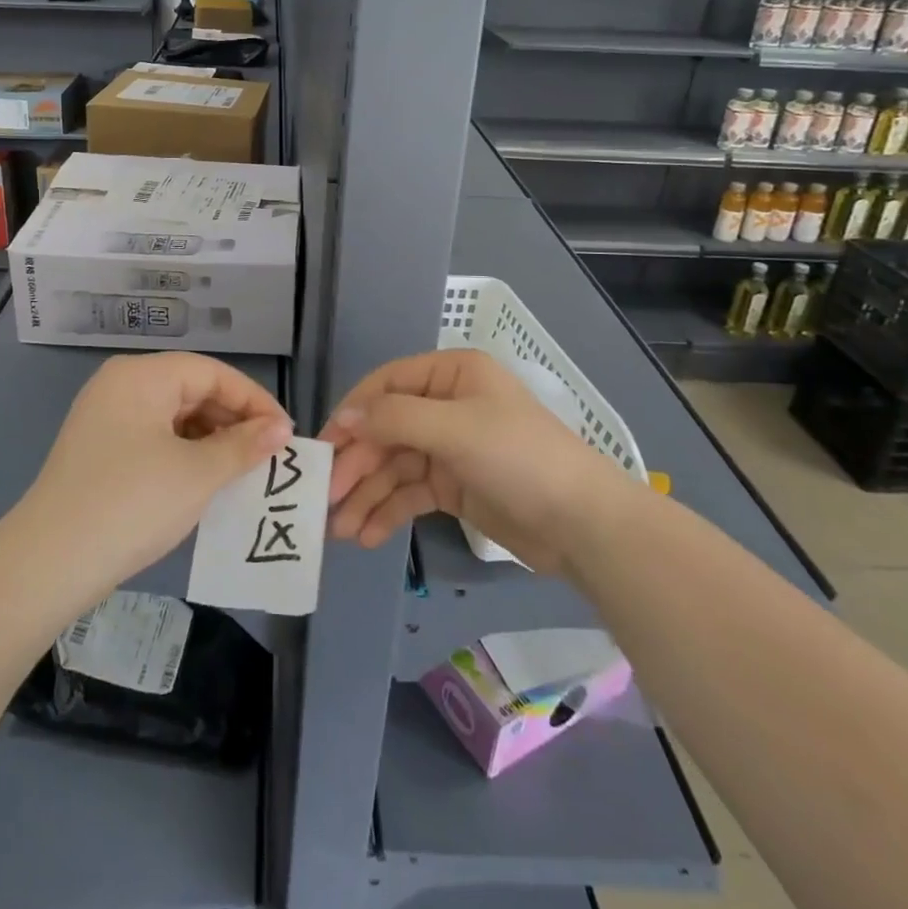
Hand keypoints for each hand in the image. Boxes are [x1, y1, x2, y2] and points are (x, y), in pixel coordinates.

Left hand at [14, 352, 291, 602]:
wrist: (48, 564)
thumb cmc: (131, 504)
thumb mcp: (197, 474)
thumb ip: (244, 446)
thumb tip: (280, 429)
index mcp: (142, 376)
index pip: (212, 373)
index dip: (253, 400)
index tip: (284, 434)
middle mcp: (121, 385)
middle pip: (191, 389)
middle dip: (233, 422)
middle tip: (267, 456)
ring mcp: (105, 417)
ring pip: (173, 416)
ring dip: (211, 440)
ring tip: (242, 471)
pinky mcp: (98, 449)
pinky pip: (153, 438)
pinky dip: (183, 454)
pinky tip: (204, 482)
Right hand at [320, 348, 628, 571]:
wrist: (583, 525)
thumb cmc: (518, 457)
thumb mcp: (455, 428)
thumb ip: (394, 418)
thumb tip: (344, 417)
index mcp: (450, 374)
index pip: (386, 385)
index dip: (353, 413)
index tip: (324, 446)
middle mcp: (446, 404)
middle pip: (386, 430)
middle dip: (357, 465)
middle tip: (326, 500)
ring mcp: (450, 447)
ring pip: (394, 466)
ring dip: (366, 494)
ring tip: (340, 530)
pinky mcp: (454, 485)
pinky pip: (410, 492)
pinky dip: (388, 511)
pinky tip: (367, 535)